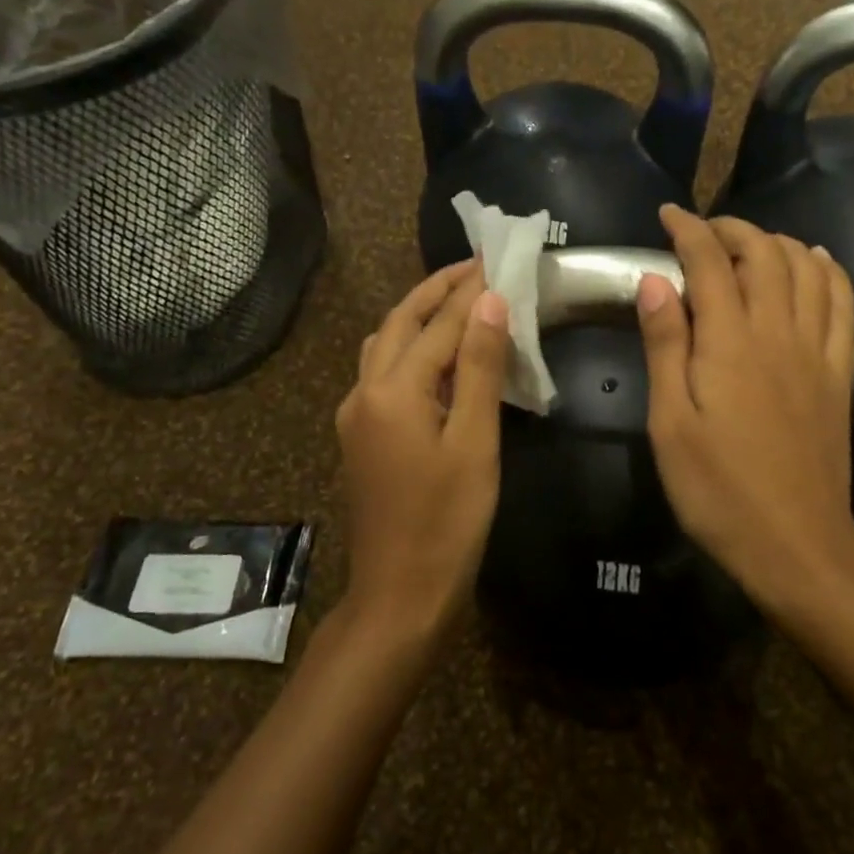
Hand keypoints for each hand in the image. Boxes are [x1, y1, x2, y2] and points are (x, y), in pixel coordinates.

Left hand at [337, 260, 509, 637]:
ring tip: (457, 301)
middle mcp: (364, 392)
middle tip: (475, 266)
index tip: (498, 259)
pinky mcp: (361, 436)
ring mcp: (356, 415)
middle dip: (436, 290)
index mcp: (392, 390)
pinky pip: (383, 374)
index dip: (472, 291)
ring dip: (418, 316)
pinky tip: (437, 358)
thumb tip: (490, 303)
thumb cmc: (448, 522)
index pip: (439, 324)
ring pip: (385, 346)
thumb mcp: (474, 443)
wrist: (400, 594)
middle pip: (399, 323)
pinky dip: (410, 349)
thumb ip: (479, 369)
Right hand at [636, 206, 853, 604]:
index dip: (688, 230)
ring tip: (751, 244)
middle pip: (764, 254)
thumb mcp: (669, 423)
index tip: (668, 215)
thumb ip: (664, 347)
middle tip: (702, 231)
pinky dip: (828, 270)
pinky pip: (843, 303)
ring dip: (778, 242)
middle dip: (732, 229)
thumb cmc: (716, 489)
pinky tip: (815, 262)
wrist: (795, 543)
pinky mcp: (839, 373)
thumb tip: (655, 281)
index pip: (709, 262)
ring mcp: (817, 351)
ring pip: (807, 269)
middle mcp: (779, 332)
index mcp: (729, 343)